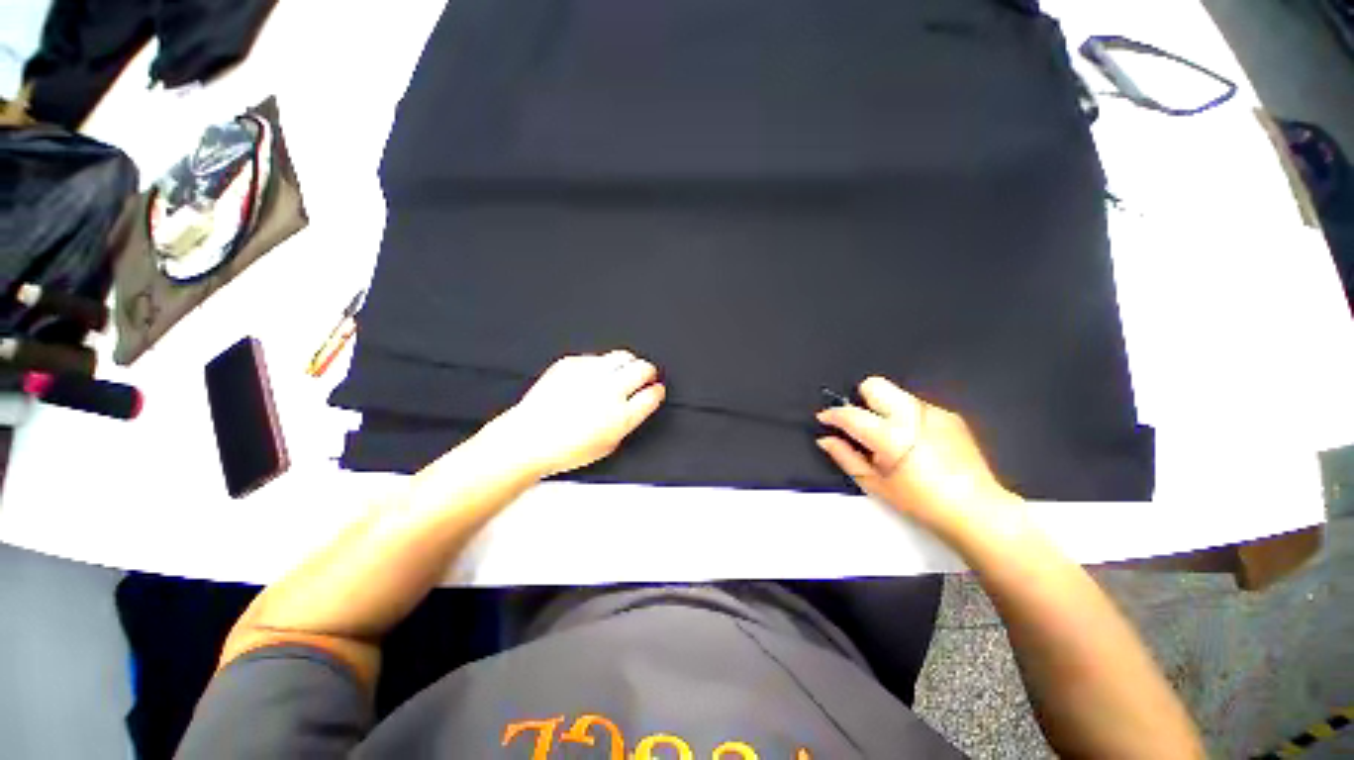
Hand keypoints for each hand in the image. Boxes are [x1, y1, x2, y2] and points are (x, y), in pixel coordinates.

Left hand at [483, 350, 666, 477]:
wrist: (529, 438)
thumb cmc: (565, 449)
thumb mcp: (608, 445)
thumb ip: (627, 423)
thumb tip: (636, 407)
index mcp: (622, 416)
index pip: (652, 395)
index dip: (657, 391)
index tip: (656, 390)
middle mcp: (610, 391)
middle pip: (643, 369)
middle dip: (648, 371)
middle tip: (646, 375)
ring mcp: (591, 374)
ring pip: (623, 356)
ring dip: (629, 363)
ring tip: (624, 370)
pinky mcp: (572, 363)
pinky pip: (596, 357)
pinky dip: (601, 365)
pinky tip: (594, 376)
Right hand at [816, 376, 1018, 537]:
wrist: (978, 510)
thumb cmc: (920, 502)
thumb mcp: (875, 485)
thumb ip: (845, 456)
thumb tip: (825, 439)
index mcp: (891, 436)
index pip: (851, 414)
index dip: (832, 414)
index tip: (825, 418)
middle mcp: (912, 416)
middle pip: (875, 385)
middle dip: (861, 398)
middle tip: (861, 422)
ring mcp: (934, 412)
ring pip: (896, 394)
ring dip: (885, 408)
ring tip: (892, 436)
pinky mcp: (950, 415)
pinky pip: (917, 406)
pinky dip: (907, 417)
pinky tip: (917, 442)